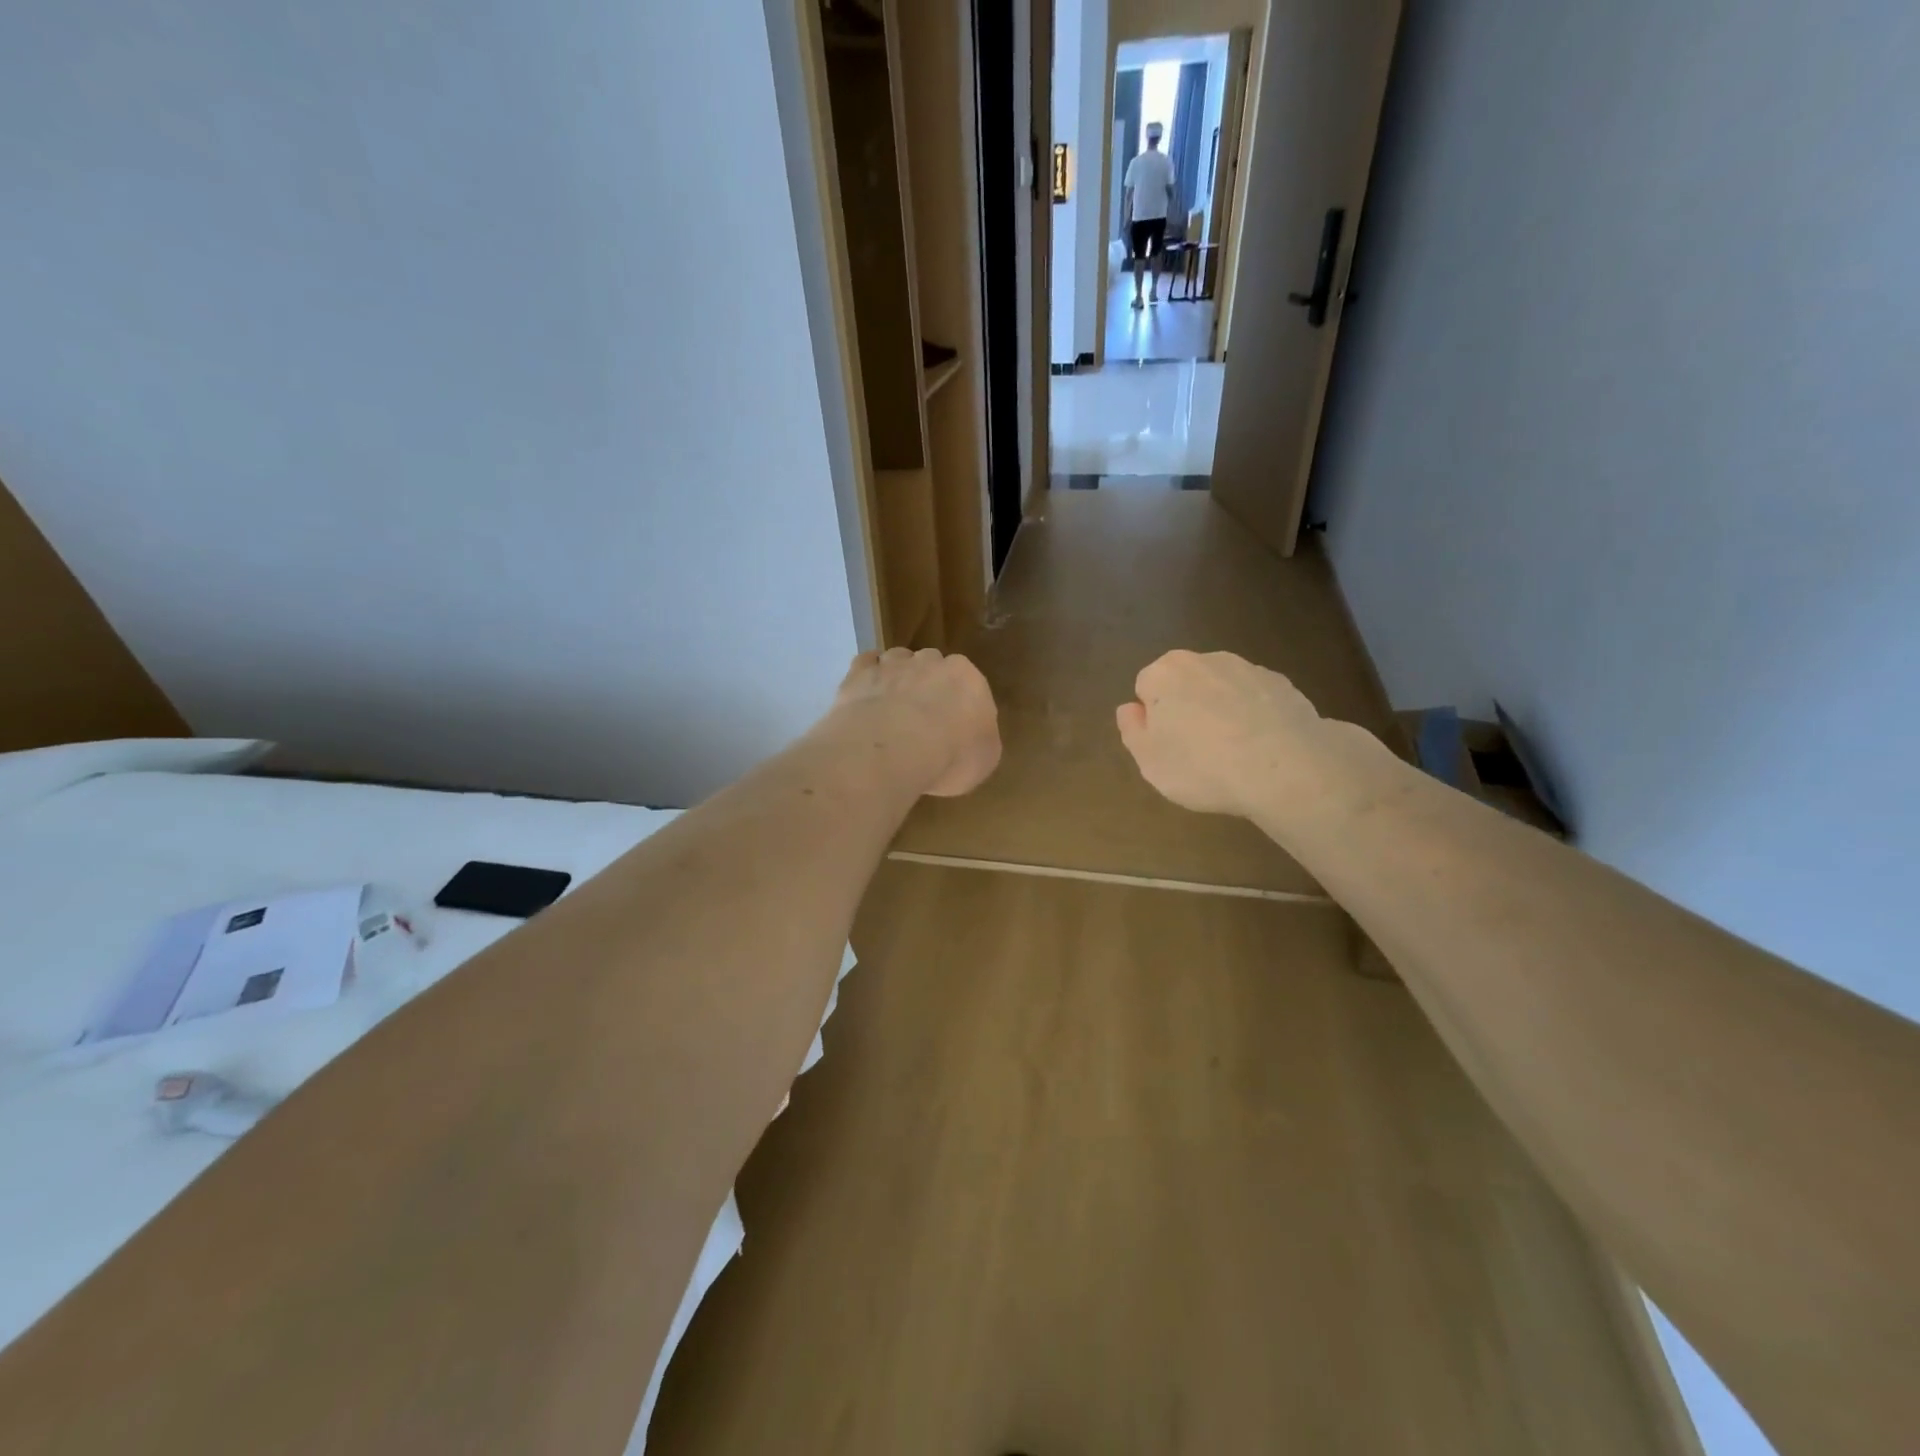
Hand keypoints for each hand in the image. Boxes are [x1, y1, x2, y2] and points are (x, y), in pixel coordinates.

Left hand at [831, 648, 1000, 797]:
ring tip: (890, 708)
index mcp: (967, 679)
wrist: (893, 750)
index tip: (952, 723)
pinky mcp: (859, 674)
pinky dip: (868, 676)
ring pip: (897, 659)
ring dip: (896, 677)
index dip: (958, 702)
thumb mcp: (985, 759)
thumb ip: (980, 738)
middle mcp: (931, 662)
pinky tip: (866, 696)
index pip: (966, 681)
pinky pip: (866, 664)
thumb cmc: (950, 757)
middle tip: (921, 718)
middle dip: (927, 685)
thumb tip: (971, 735)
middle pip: (932, 665)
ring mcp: (892, 664)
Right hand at [1116, 650, 1378, 825]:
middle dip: (1187, 708)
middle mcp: (1205, 659)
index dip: (1152, 718)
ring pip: (1223, 689)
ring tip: (1233, 753)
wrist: (1285, 769)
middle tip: (1196, 751)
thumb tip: (1130, 709)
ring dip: (1222, 711)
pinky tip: (1262, 749)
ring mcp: (1248, 668)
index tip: (1166, 746)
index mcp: (1165, 673)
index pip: (1145, 687)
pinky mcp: (1283, 684)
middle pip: (1185, 683)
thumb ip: (1132, 730)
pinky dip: (1255, 716)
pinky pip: (1257, 699)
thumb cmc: (1202, 766)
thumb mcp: (1149, 761)